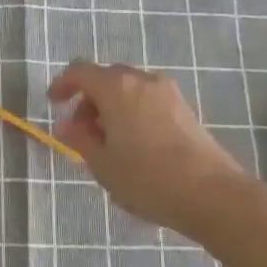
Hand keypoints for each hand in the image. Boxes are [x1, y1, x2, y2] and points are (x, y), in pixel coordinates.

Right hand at [48, 61, 249, 236]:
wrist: (212, 194)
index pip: (80, 72)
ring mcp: (168, 93)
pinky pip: (148, 100)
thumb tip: (67, 125)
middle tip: (81, 131)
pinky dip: (133, 112)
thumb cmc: (148, 178)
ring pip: (129, 89)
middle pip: (107, 78)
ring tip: (108, 143)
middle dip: (89, 99)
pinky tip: (135, 145)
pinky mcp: (185, 109)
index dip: (63, 84)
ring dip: (112, 107)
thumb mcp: (103, 164)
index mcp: (117, 87)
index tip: (54, 104)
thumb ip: (80, 139)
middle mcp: (142, 80)